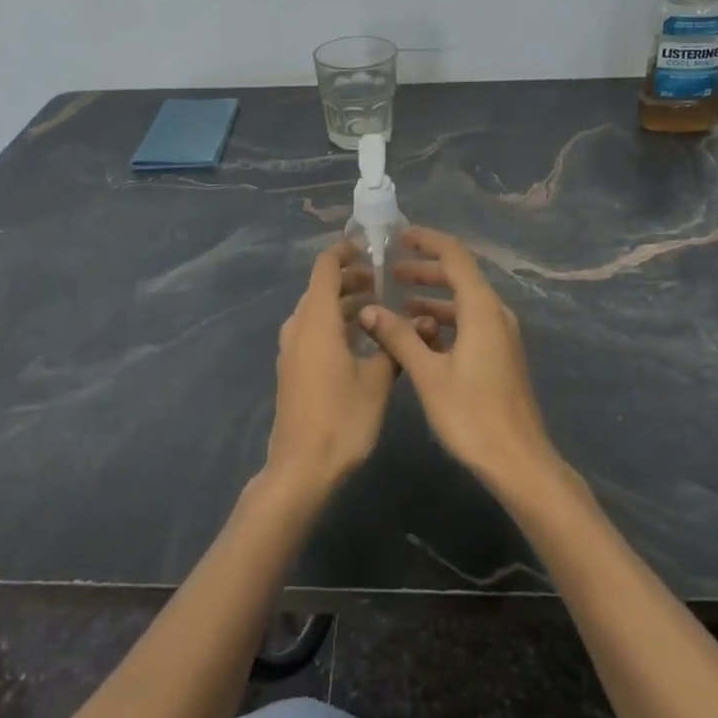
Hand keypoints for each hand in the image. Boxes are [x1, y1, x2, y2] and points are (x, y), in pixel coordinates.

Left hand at [266, 242, 397, 498]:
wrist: (300, 469)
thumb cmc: (341, 420)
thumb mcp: (378, 382)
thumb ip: (397, 345)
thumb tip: (426, 320)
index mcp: (317, 320)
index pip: (325, 267)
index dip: (345, 251)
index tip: (372, 248)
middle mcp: (299, 327)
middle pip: (321, 287)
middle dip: (351, 279)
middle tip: (384, 282)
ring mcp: (292, 349)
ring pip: (317, 310)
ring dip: (344, 303)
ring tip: (379, 308)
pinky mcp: (293, 367)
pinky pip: (313, 330)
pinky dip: (335, 323)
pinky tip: (361, 339)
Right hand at [359, 227, 563, 501]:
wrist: (519, 462)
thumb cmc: (472, 415)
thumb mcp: (428, 374)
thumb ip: (399, 337)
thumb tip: (368, 310)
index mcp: (481, 309)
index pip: (455, 256)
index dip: (427, 241)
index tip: (398, 237)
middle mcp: (495, 313)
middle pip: (460, 276)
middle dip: (425, 269)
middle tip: (389, 271)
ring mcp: (501, 335)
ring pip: (464, 301)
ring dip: (432, 296)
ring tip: (397, 303)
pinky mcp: (500, 355)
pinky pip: (469, 322)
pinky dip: (444, 319)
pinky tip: (420, 335)